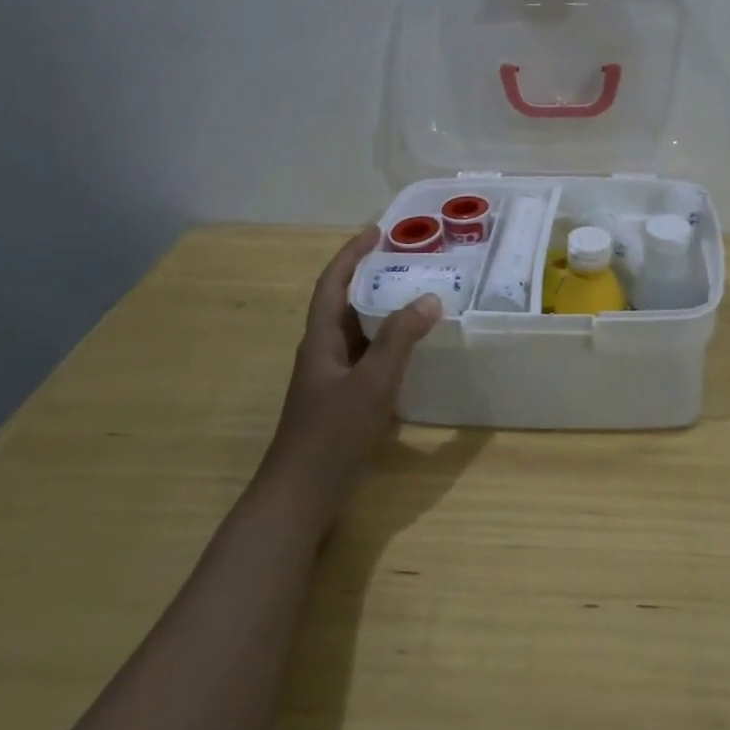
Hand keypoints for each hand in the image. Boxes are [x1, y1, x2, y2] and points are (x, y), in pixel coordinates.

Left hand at [259, 226, 441, 522]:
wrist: (300, 497)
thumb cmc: (332, 435)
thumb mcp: (372, 383)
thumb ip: (400, 339)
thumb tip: (428, 297)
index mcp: (321, 339)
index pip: (333, 283)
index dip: (352, 254)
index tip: (378, 232)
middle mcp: (323, 351)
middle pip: (346, 302)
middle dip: (373, 277)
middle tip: (410, 261)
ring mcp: (331, 378)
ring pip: (358, 331)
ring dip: (383, 310)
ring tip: (418, 296)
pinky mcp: (342, 400)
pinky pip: (367, 357)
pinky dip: (388, 343)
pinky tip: (413, 350)